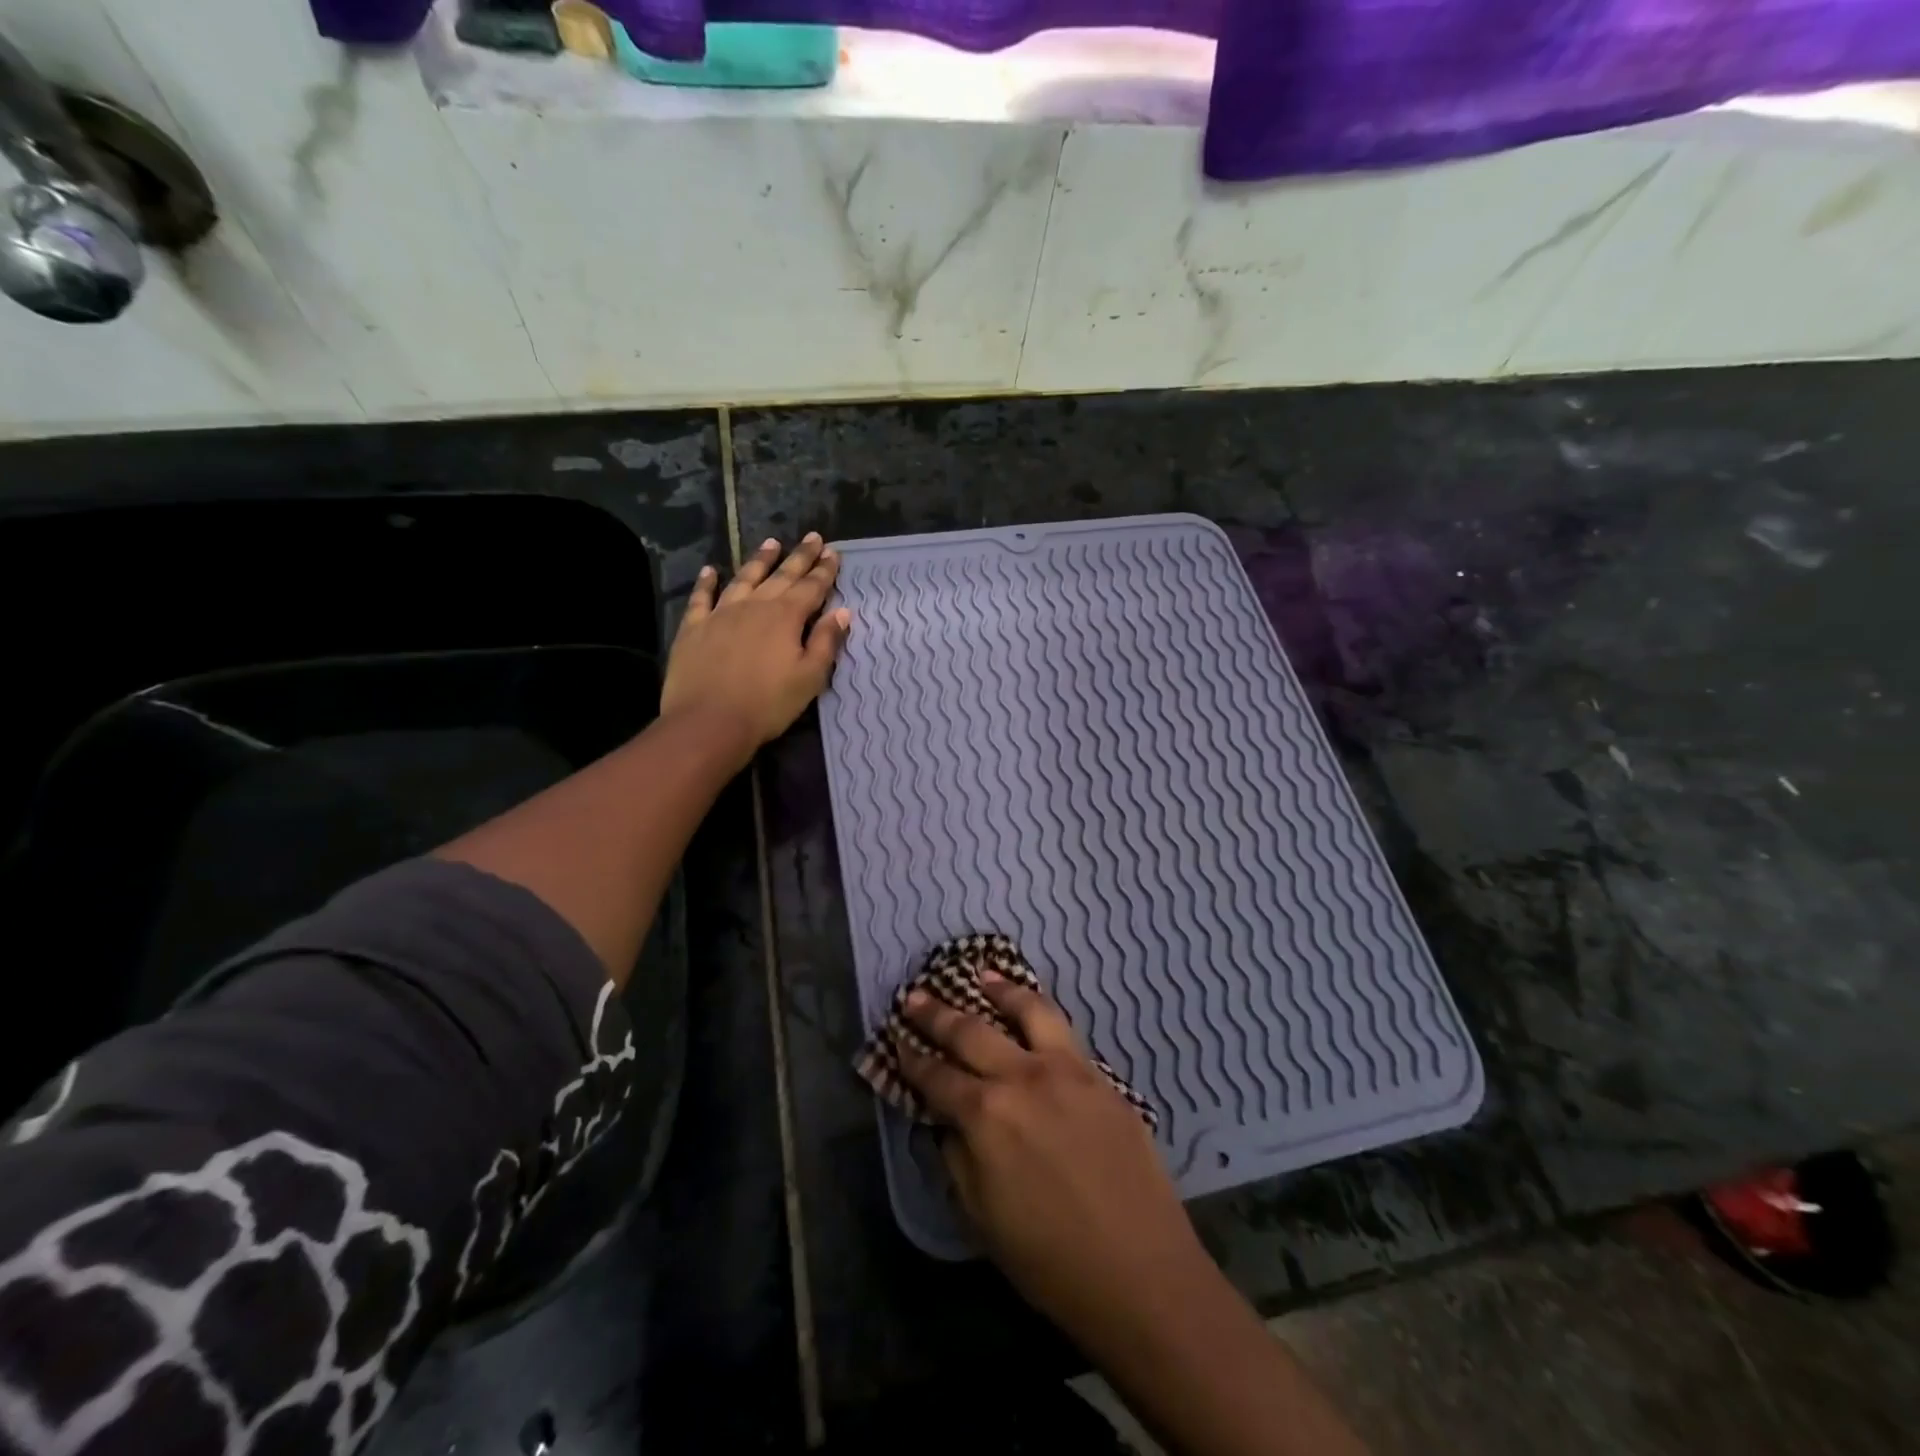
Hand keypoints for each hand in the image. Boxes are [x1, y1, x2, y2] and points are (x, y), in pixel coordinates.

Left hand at [661, 533, 850, 758]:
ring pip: (744, 578)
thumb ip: (826, 642)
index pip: (811, 587)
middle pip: (782, 576)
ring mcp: (721, 613)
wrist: (709, 721)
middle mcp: (755, 606)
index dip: (824, 570)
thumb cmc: (768, 704)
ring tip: (772, 542)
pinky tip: (711, 570)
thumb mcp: (809, 677)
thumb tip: (842, 612)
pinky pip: (702, 597)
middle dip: (800, 557)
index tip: (834, 552)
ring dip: (760, 560)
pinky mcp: (694, 627)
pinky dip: (707, 582)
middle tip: (813, 537)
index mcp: (786, 617)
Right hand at [898, 976, 1208, 1338]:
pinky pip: (1064, 1032)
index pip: (936, 1077)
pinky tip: (1033, 1013)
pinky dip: (1040, 1014)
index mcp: (986, 1115)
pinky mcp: (1101, 1077)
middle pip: (971, 1031)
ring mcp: (1067, 1070)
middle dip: (937, 1013)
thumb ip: (957, 1156)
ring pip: (1028, 1010)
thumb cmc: (1050, 1260)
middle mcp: (1023, 1077)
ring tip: (982, 974)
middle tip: (916, 996)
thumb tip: (946, 1120)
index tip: (897, 1041)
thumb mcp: (981, 1217)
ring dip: (1000, 989)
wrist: (1142, 1273)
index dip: (912, 1059)